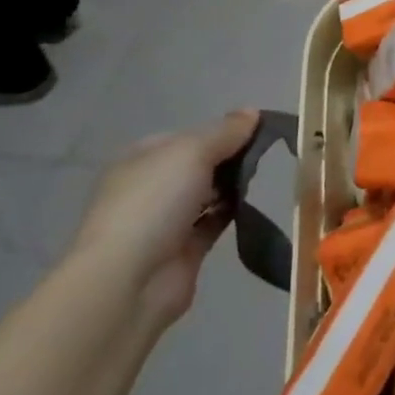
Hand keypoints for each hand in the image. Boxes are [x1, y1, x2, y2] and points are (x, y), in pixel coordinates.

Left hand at [69, 110, 260, 326]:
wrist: (129, 282)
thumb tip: (253, 112)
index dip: (220, 131)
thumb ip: (226, 131)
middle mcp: (150, 187)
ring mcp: (165, 221)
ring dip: (232, 186)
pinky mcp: (184, 250)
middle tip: (265, 154)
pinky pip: (215, 222)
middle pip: (199, 164)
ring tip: (265, 176)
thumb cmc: (154, 202)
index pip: (187, 136)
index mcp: (141, 159)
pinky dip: (233, 213)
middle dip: (229, 158)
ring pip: (208, 193)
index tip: (256, 130)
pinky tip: (255, 204)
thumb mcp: (192, 151)